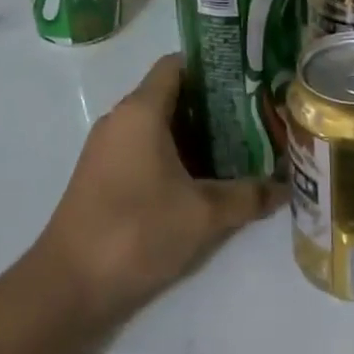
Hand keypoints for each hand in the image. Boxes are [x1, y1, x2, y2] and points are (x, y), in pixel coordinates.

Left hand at [22, 56, 285, 351]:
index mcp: (140, 110)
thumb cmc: (136, 233)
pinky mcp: (102, 176)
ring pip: (158, 125)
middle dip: (213, 105)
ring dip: (195, 134)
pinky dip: (173, 155)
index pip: (178, 65)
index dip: (214, 67)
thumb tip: (287, 187)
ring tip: (239, 148)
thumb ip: (247, 196)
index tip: (249, 79)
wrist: (67, 288)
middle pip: (171, 94)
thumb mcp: (202, 215)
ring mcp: (107, 148)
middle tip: (255, 117)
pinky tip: (203, 179)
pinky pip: (143, 148)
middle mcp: (121, 119)